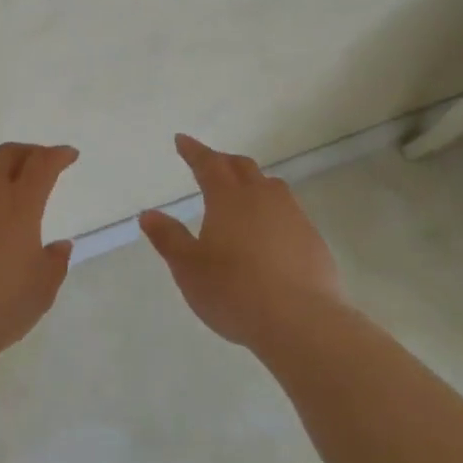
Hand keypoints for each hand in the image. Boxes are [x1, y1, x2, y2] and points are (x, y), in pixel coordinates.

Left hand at [0, 142, 78, 372]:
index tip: (68, 155)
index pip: (42, 165)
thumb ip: (54, 264)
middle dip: (26, 153)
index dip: (57, 155)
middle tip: (36, 161)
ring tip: (1, 178)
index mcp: (18, 205)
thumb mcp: (39, 294)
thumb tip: (60, 245)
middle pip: (6, 155)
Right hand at [139, 134, 345, 353]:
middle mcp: (262, 198)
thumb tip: (149, 214)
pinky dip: (273, 211)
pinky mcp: (313, 240)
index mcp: (228, 199)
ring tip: (243, 193)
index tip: (182, 140)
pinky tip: (270, 233)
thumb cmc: (234, 291)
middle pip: (242, 167)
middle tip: (210, 163)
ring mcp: (293, 217)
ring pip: (271, 186)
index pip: (208, 164)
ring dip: (253, 182)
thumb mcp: (189, 268)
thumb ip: (168, 238)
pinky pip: (290, 212)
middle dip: (223, 161)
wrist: (301, 322)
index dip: (194, 151)